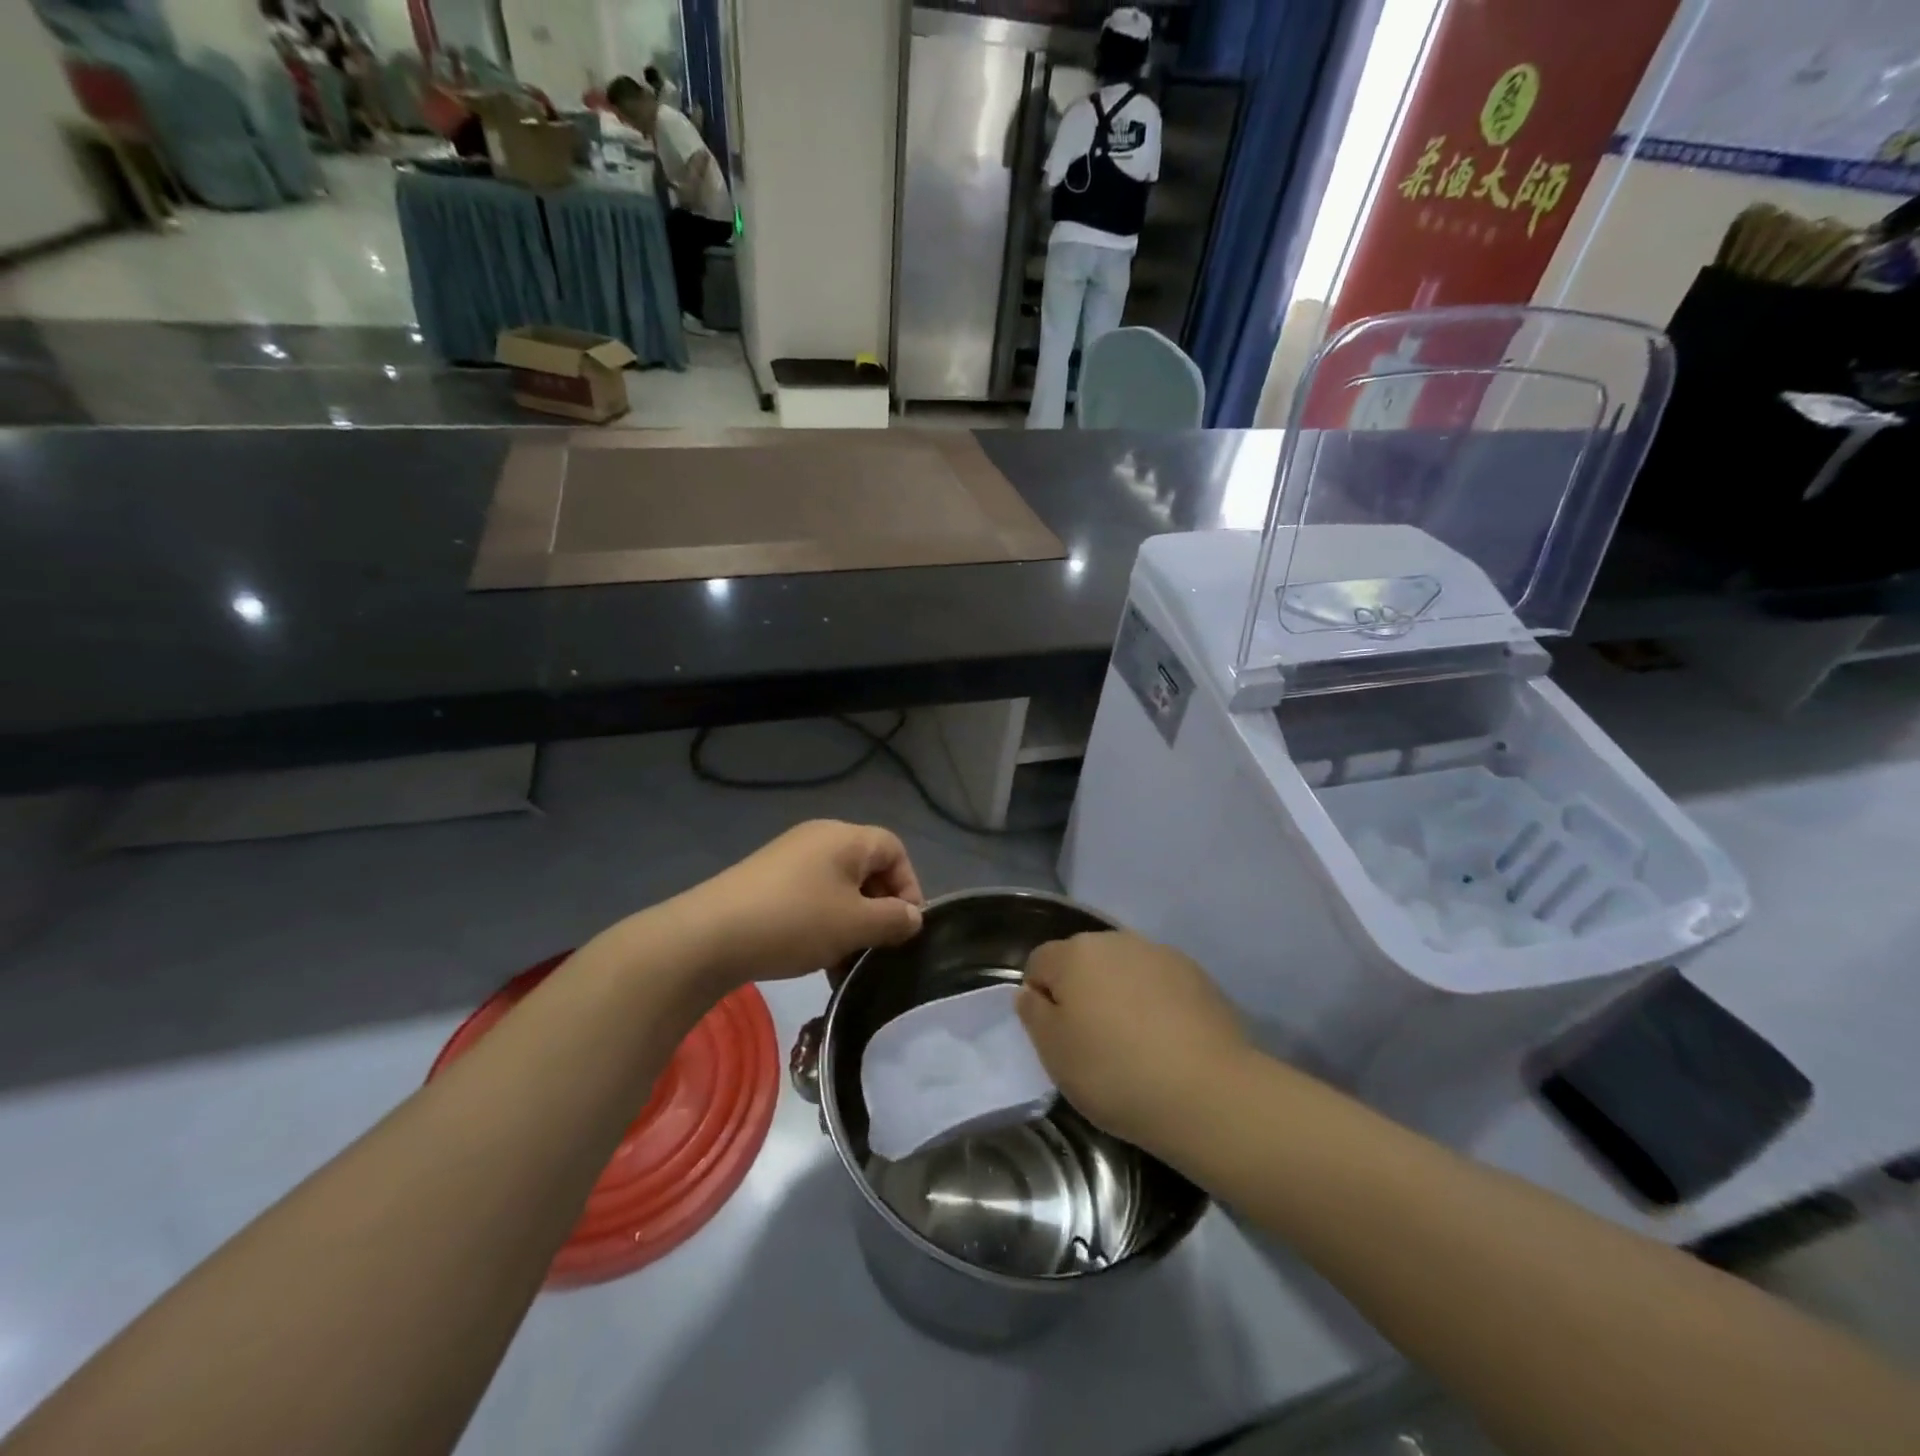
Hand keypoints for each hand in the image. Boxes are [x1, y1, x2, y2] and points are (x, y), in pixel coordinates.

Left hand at [677, 821, 923, 987]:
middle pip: (867, 868)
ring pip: (839, 888)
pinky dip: (823, 923)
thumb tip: (913, 917)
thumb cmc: (795, 921)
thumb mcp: (855, 925)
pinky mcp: (767, 880)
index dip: (909, 886)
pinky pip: (811, 896)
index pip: (894, 850)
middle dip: (879, 909)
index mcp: (845, 838)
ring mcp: (790, 858)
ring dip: (851, 923)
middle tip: (878, 948)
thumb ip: (893, 920)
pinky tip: (816, 958)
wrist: (709, 936)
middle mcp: (819, 838)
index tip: (906, 928)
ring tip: (846, 963)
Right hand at [1019, 932, 1247, 1153]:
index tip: (1055, 1037)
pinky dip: (1155, 1003)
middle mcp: (1116, 941)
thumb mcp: (1055, 1054)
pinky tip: (1167, 1041)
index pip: (1039, 963)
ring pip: (1124, 970)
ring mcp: (1161, 954)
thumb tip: (1032, 992)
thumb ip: (1033, 1015)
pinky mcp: (1197, 975)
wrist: (1209, 1093)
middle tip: (1091, 1042)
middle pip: (1083, 961)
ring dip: (1119, 995)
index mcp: (1075, 954)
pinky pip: (1159, 984)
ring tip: (1133, 1043)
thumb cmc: (1115, 1073)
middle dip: (1081, 992)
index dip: (1040, 998)